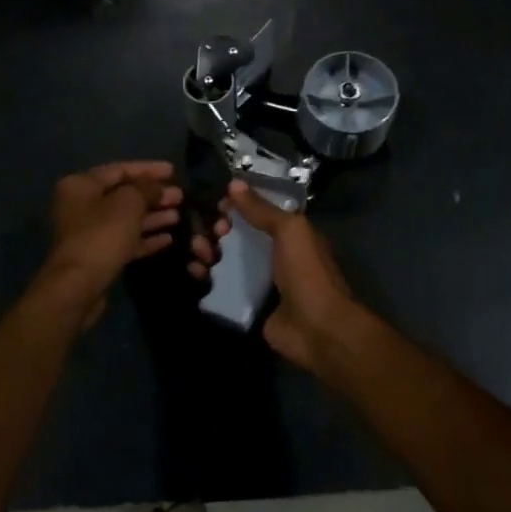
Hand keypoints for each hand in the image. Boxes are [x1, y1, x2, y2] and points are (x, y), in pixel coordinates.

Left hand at [43, 161, 183, 325]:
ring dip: (153, 216)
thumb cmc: (102, 236)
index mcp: (81, 185)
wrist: (78, 286)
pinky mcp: (97, 256)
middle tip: (180, 197)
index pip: (120, 169)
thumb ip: (146, 188)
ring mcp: (88, 232)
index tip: (174, 171)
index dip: (149, 169)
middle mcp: (81, 205)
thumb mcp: (129, 203)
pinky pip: (125, 240)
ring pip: (126, 219)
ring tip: (179, 216)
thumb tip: (157, 186)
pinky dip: (145, 238)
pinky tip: (168, 239)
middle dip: (154, 195)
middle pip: (124, 194)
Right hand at [201, 179, 367, 374]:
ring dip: (208, 251)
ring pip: (226, 259)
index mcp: (290, 234)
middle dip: (219, 228)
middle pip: (238, 235)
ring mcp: (259, 281)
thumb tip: (234, 184)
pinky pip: (221, 286)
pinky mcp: (245, 304)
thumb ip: (262, 209)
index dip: (238, 205)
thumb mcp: (289, 230)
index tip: (219, 204)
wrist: (316, 328)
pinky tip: (195, 271)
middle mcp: (274, 255)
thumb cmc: (307, 272)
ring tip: (199, 252)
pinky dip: (205, 277)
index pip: (259, 212)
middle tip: (211, 231)